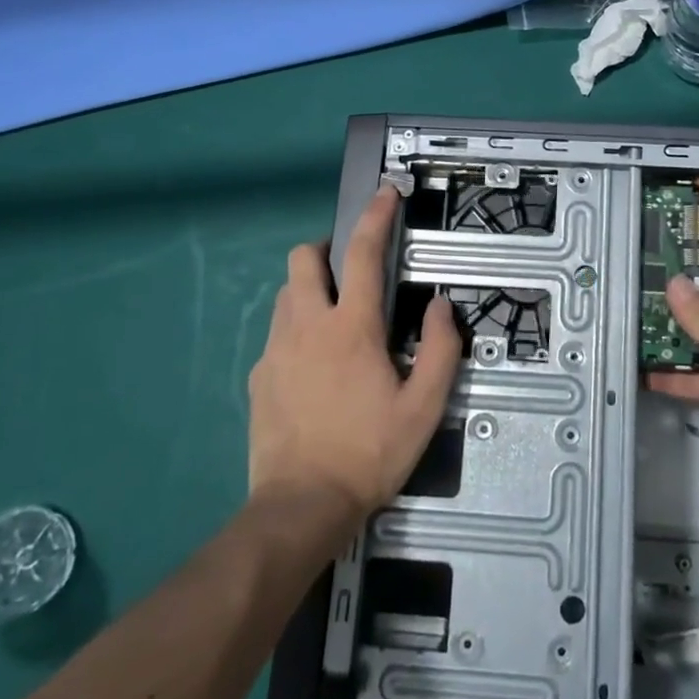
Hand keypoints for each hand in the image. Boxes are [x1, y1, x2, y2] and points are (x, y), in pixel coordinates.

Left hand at [248, 185, 460, 530]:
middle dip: (325, 249)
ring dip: (309, 290)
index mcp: (352, 328)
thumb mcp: (424, 407)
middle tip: (349, 270)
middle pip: (302, 259)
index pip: (364, 254)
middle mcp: (307, 326)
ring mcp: (275, 350)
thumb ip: (439, 350)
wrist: (301, 505)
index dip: (376, 217)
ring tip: (335, 320)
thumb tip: (439, 307)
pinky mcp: (258, 376)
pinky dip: (296, 331)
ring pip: (286, 294)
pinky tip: (313, 367)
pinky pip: (276, 334)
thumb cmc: (369, 452)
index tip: (386, 194)